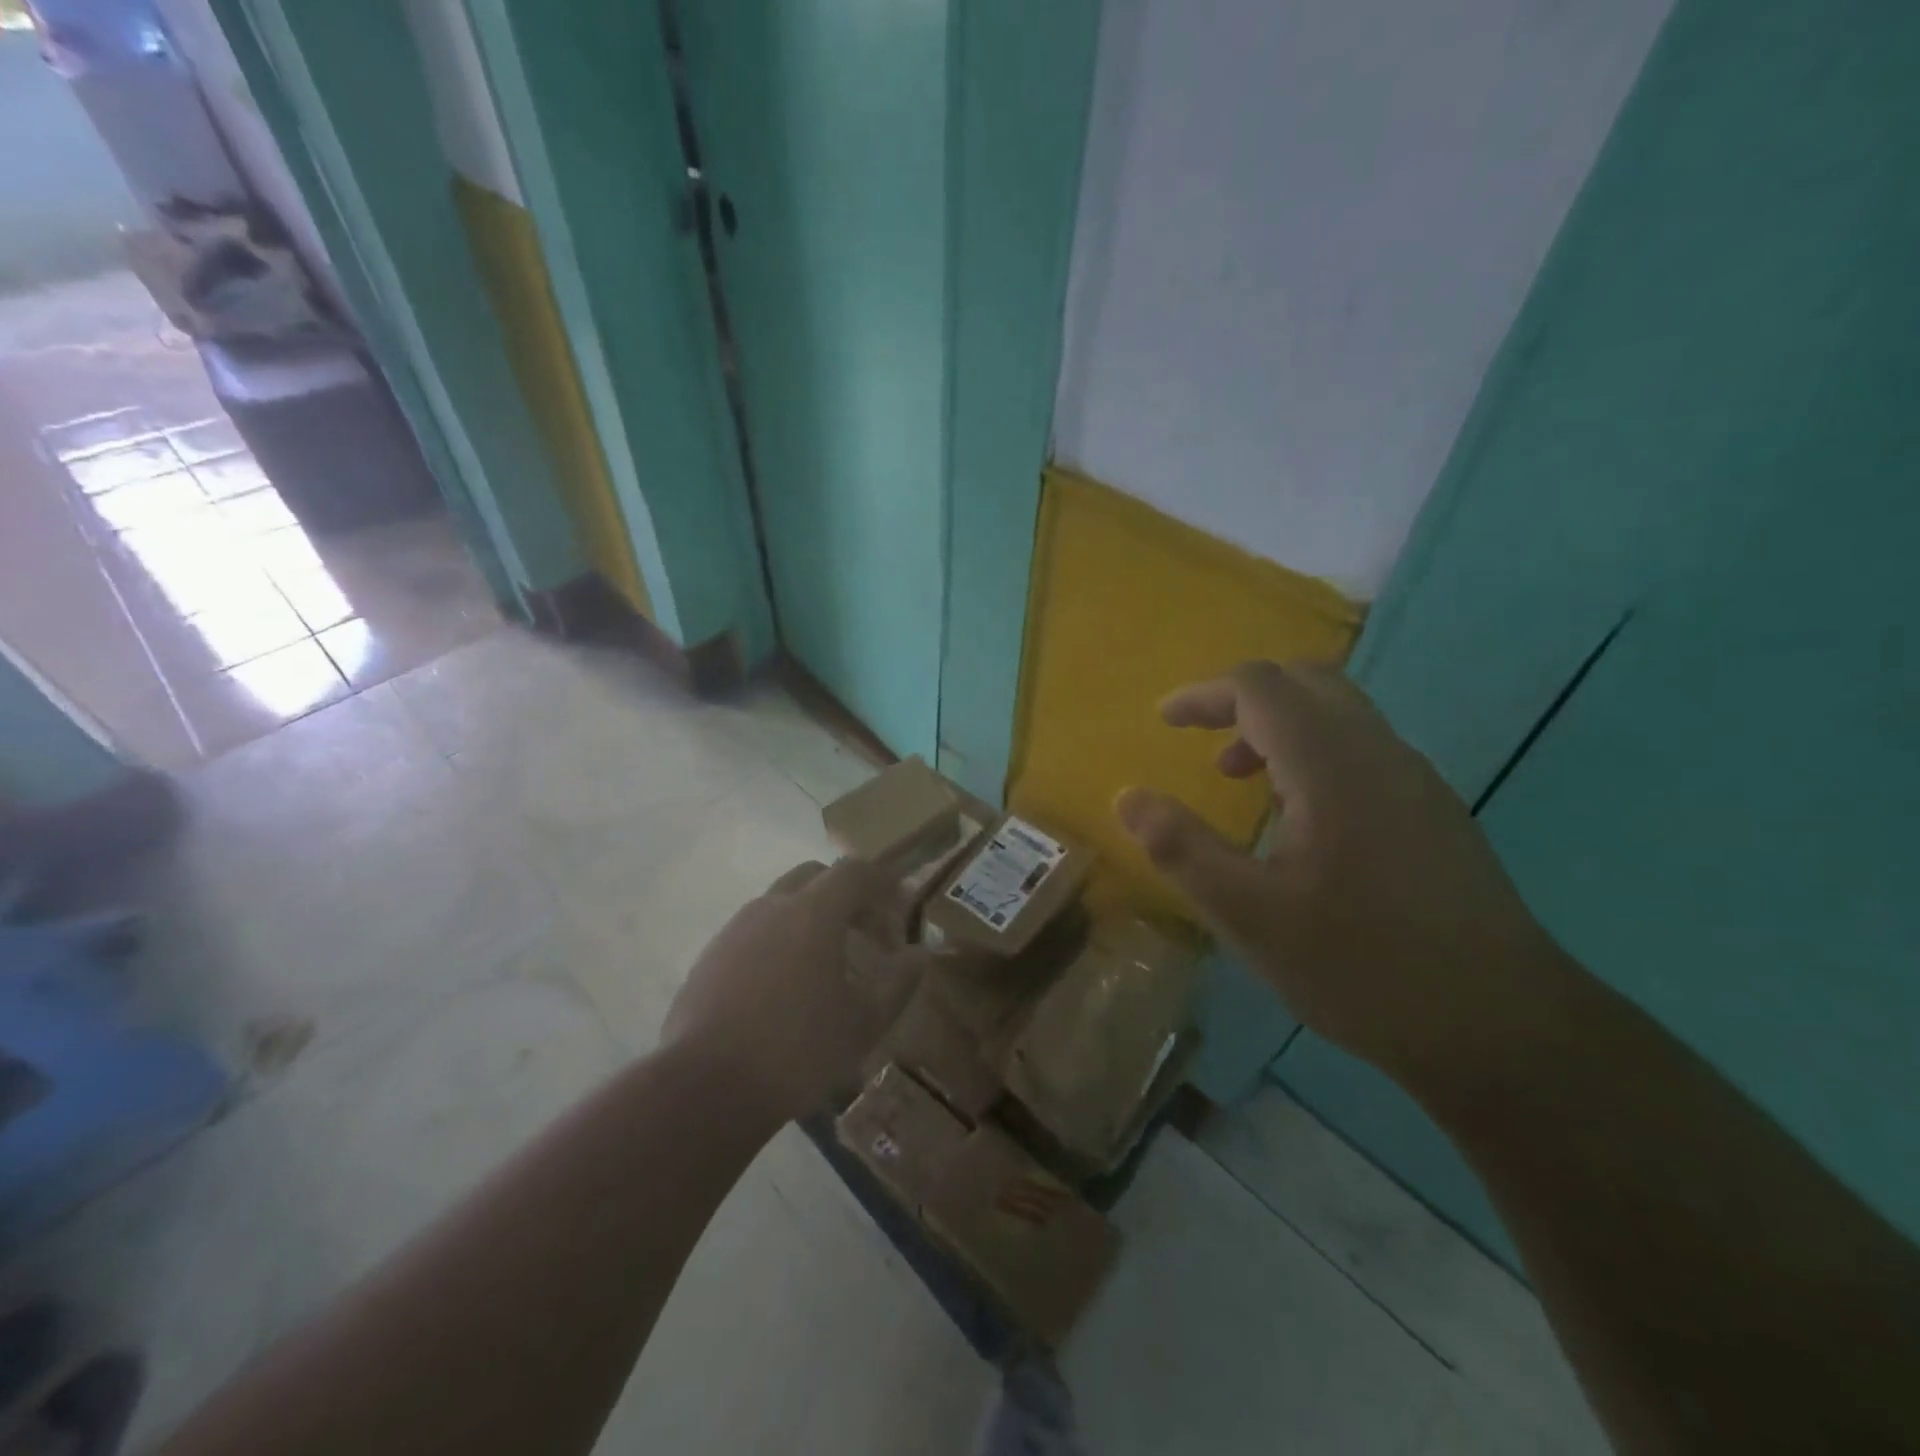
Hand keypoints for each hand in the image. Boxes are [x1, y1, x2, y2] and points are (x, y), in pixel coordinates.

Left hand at [661, 859, 927, 1123]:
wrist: (704, 1088)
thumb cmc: (798, 1050)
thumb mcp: (864, 1022)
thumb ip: (899, 982)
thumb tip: (919, 954)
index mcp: (812, 912)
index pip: (854, 871)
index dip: (883, 884)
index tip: (900, 911)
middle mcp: (771, 907)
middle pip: (815, 877)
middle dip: (846, 896)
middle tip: (866, 936)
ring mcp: (734, 930)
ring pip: (782, 904)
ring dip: (811, 920)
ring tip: (827, 968)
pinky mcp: (709, 958)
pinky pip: (755, 933)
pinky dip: (780, 943)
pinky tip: (785, 991)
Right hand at [1116, 661, 1568, 1084]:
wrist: (1502, 1027)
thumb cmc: (1362, 968)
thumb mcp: (1250, 915)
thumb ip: (1181, 849)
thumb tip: (1128, 796)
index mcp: (1332, 766)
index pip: (1260, 687)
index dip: (1203, 694)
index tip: (1163, 720)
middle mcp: (1380, 754)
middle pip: (1306, 683)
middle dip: (1242, 699)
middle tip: (1200, 738)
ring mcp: (1416, 781)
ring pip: (1339, 713)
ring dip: (1279, 726)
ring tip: (1239, 779)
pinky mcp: (1435, 812)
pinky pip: (1362, 749)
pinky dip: (1313, 752)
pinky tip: (1298, 818)